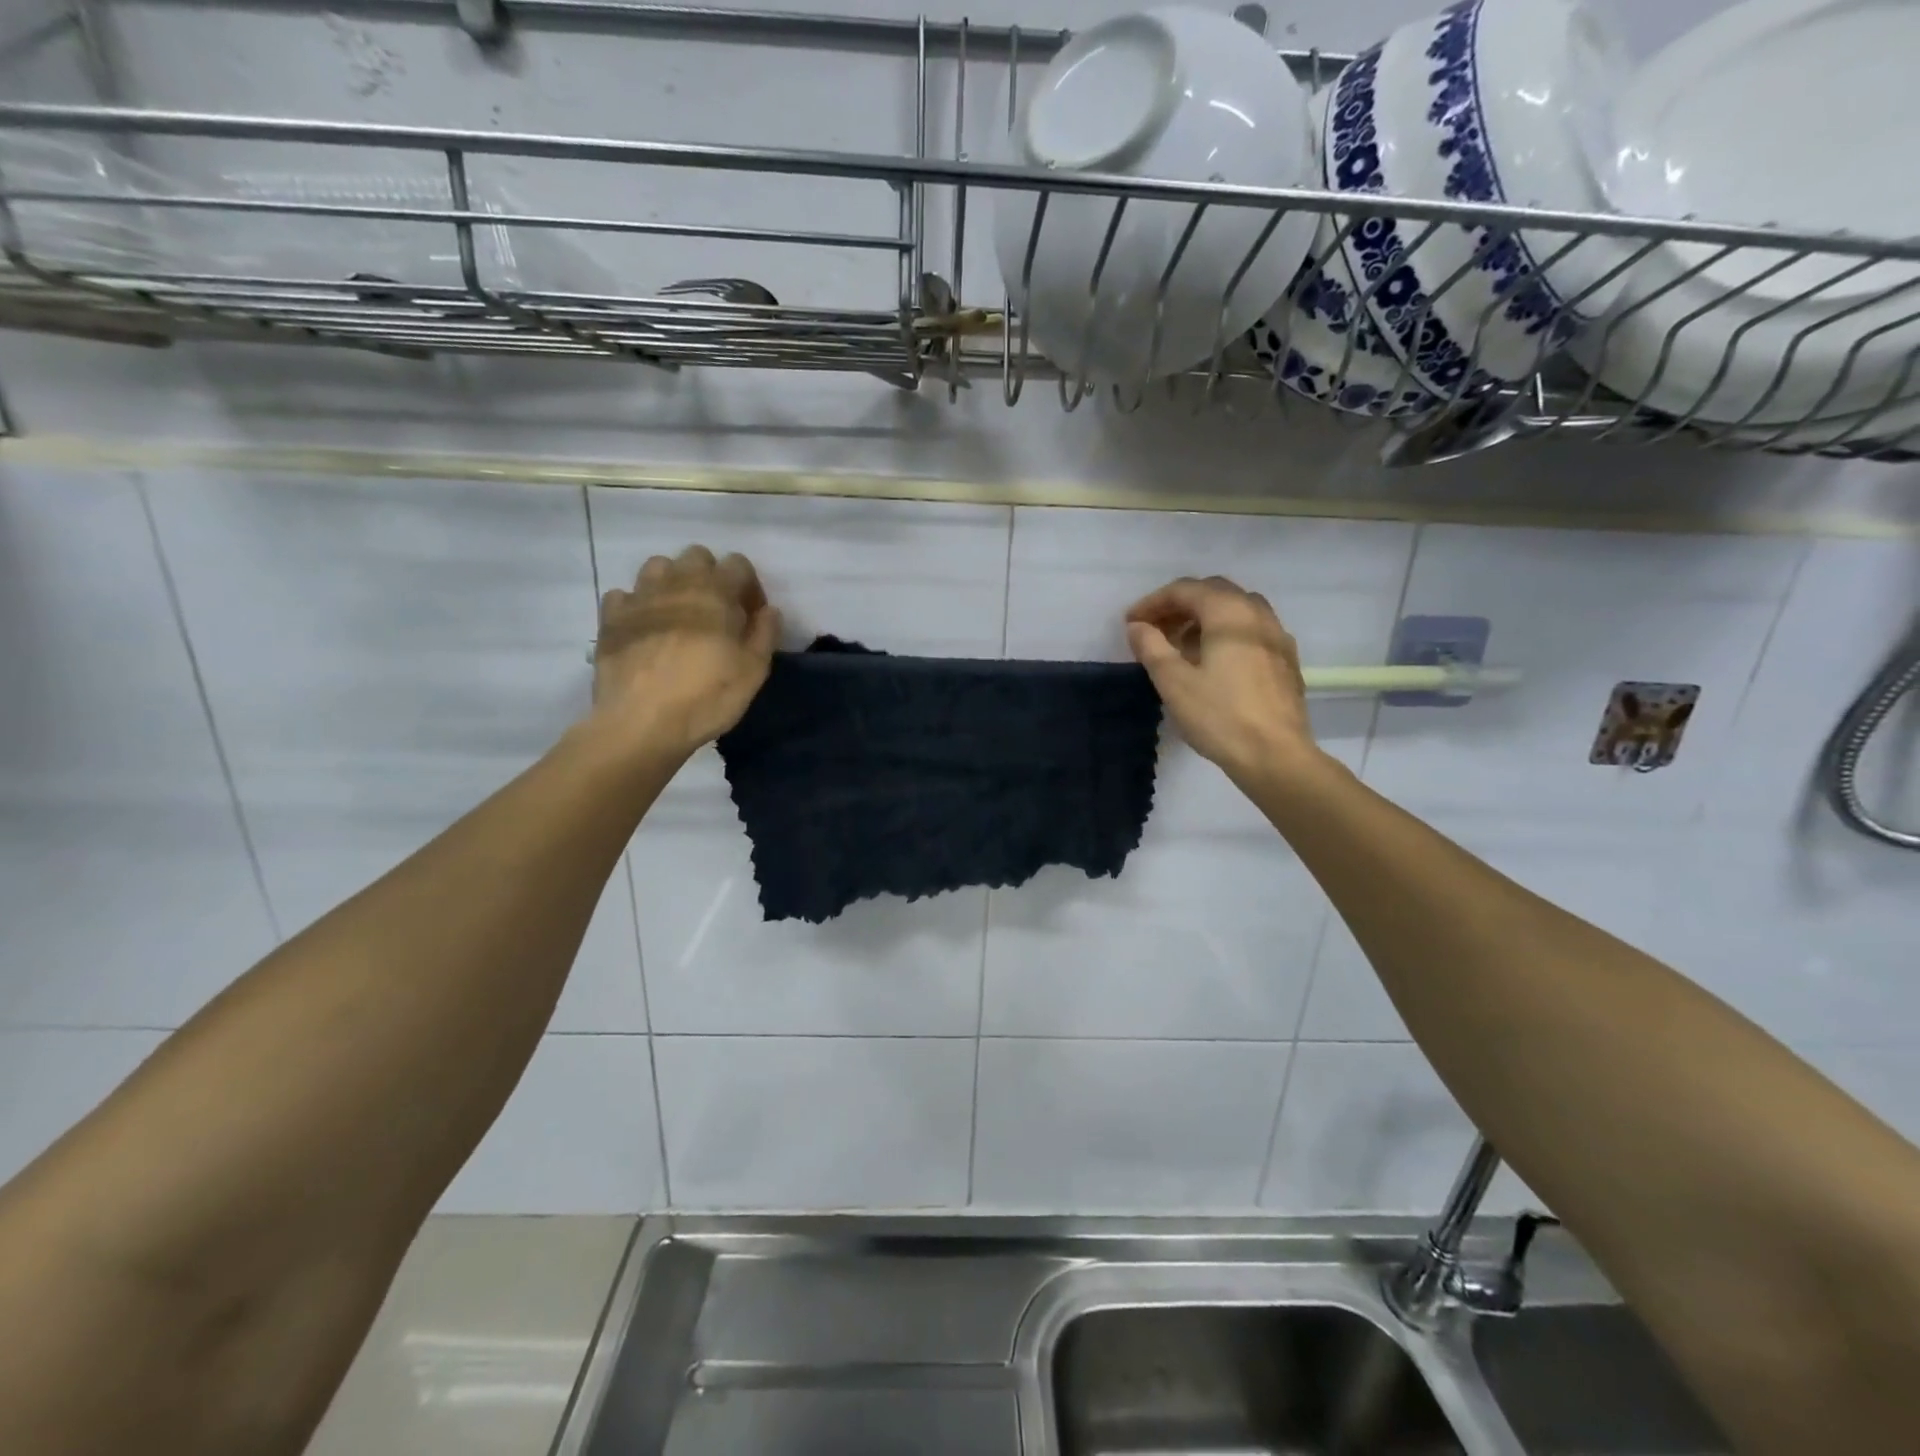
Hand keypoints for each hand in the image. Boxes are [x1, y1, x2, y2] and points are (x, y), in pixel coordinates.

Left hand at [592, 545, 779, 759]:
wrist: (640, 722)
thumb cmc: (707, 696)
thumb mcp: (753, 671)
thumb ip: (765, 634)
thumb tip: (769, 611)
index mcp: (715, 591)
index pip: (739, 564)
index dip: (749, 587)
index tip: (751, 617)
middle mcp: (676, 583)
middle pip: (697, 556)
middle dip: (711, 577)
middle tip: (716, 613)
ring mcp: (639, 597)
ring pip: (658, 567)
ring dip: (673, 582)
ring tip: (679, 615)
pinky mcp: (611, 618)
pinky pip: (625, 595)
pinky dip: (637, 605)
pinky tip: (644, 628)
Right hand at [1125, 576, 1319, 783]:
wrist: (1276, 756)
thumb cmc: (1219, 717)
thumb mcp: (1174, 683)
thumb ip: (1152, 647)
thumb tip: (1138, 626)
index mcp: (1229, 613)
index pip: (1185, 590)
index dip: (1153, 602)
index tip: (1130, 623)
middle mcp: (1257, 614)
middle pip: (1213, 593)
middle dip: (1179, 606)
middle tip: (1154, 630)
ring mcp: (1277, 636)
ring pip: (1235, 610)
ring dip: (1203, 618)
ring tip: (1181, 645)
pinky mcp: (1285, 660)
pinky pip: (1251, 631)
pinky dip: (1225, 633)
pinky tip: (1213, 662)